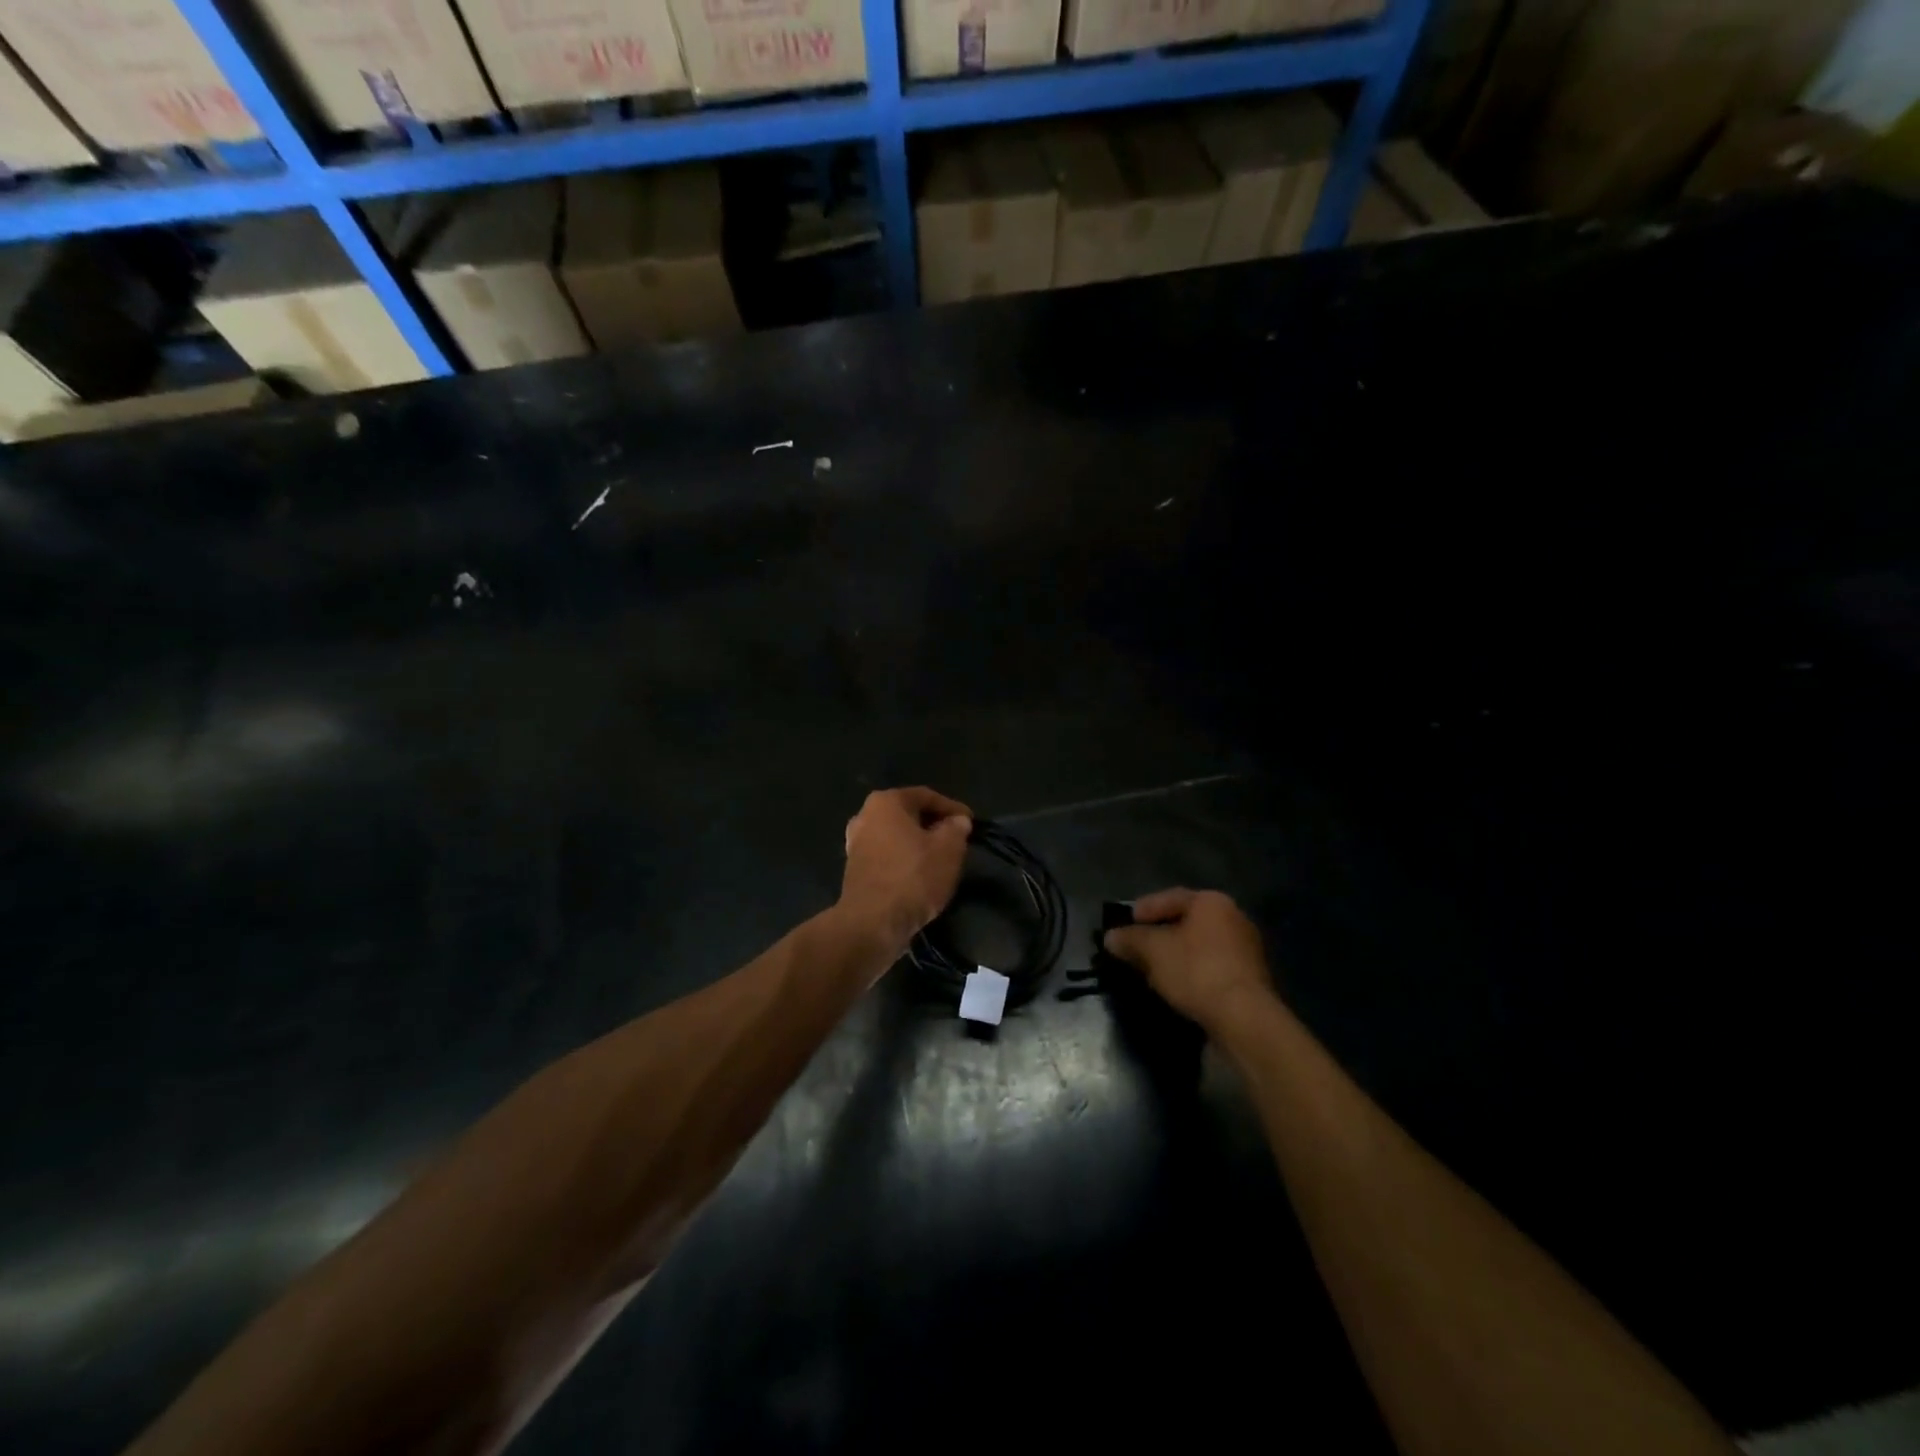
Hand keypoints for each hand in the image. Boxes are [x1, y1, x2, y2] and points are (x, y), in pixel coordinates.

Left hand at [839, 787, 973, 952]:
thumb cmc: (913, 877)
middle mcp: (865, 815)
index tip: (971, 823)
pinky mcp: (854, 869)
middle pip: (909, 814)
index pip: (927, 796)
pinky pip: (887, 856)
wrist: (872, 923)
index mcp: (886, 802)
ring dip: (919, 844)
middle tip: (957, 840)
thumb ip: (956, 828)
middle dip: (934, 825)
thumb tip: (957, 821)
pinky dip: (905, 860)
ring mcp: (855, 843)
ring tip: (941, 859)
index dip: (953, 808)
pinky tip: (920, 875)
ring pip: (897, 836)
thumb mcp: (948, 849)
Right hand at [1103, 889, 1274, 1032]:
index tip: (1124, 925)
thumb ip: (1129, 939)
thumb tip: (1111, 937)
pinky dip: (1192, 973)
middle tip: (1135, 948)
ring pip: (1199, 946)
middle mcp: (1234, 918)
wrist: (1244, 1019)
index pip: (1170, 897)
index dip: (1143, 909)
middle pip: (1186, 921)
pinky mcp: (1250, 979)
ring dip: (1175, 956)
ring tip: (1151, 971)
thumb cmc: (1196, 971)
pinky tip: (1176, 987)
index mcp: (1212, 902)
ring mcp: (1246, 950)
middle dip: (1158, 934)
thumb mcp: (1152, 950)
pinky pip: (1211, 967)